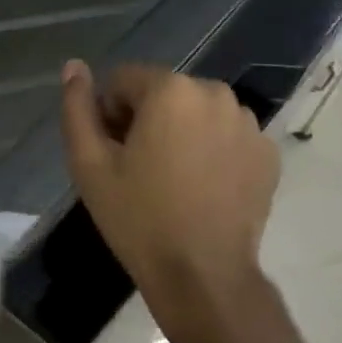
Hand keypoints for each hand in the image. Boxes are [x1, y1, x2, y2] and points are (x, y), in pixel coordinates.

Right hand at [59, 61, 279, 342]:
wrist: (203, 276)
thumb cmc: (139, 218)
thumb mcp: (89, 164)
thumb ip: (77, 108)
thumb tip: (74, 66)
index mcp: (171, 89)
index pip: (124, 80)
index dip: (110, 114)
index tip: (114, 154)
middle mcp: (215, 93)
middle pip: (163, 92)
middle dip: (146, 120)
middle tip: (139, 170)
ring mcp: (248, 123)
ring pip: (196, 112)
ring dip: (181, 132)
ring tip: (173, 180)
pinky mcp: (267, 152)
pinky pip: (227, 135)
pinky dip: (213, 150)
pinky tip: (204, 188)